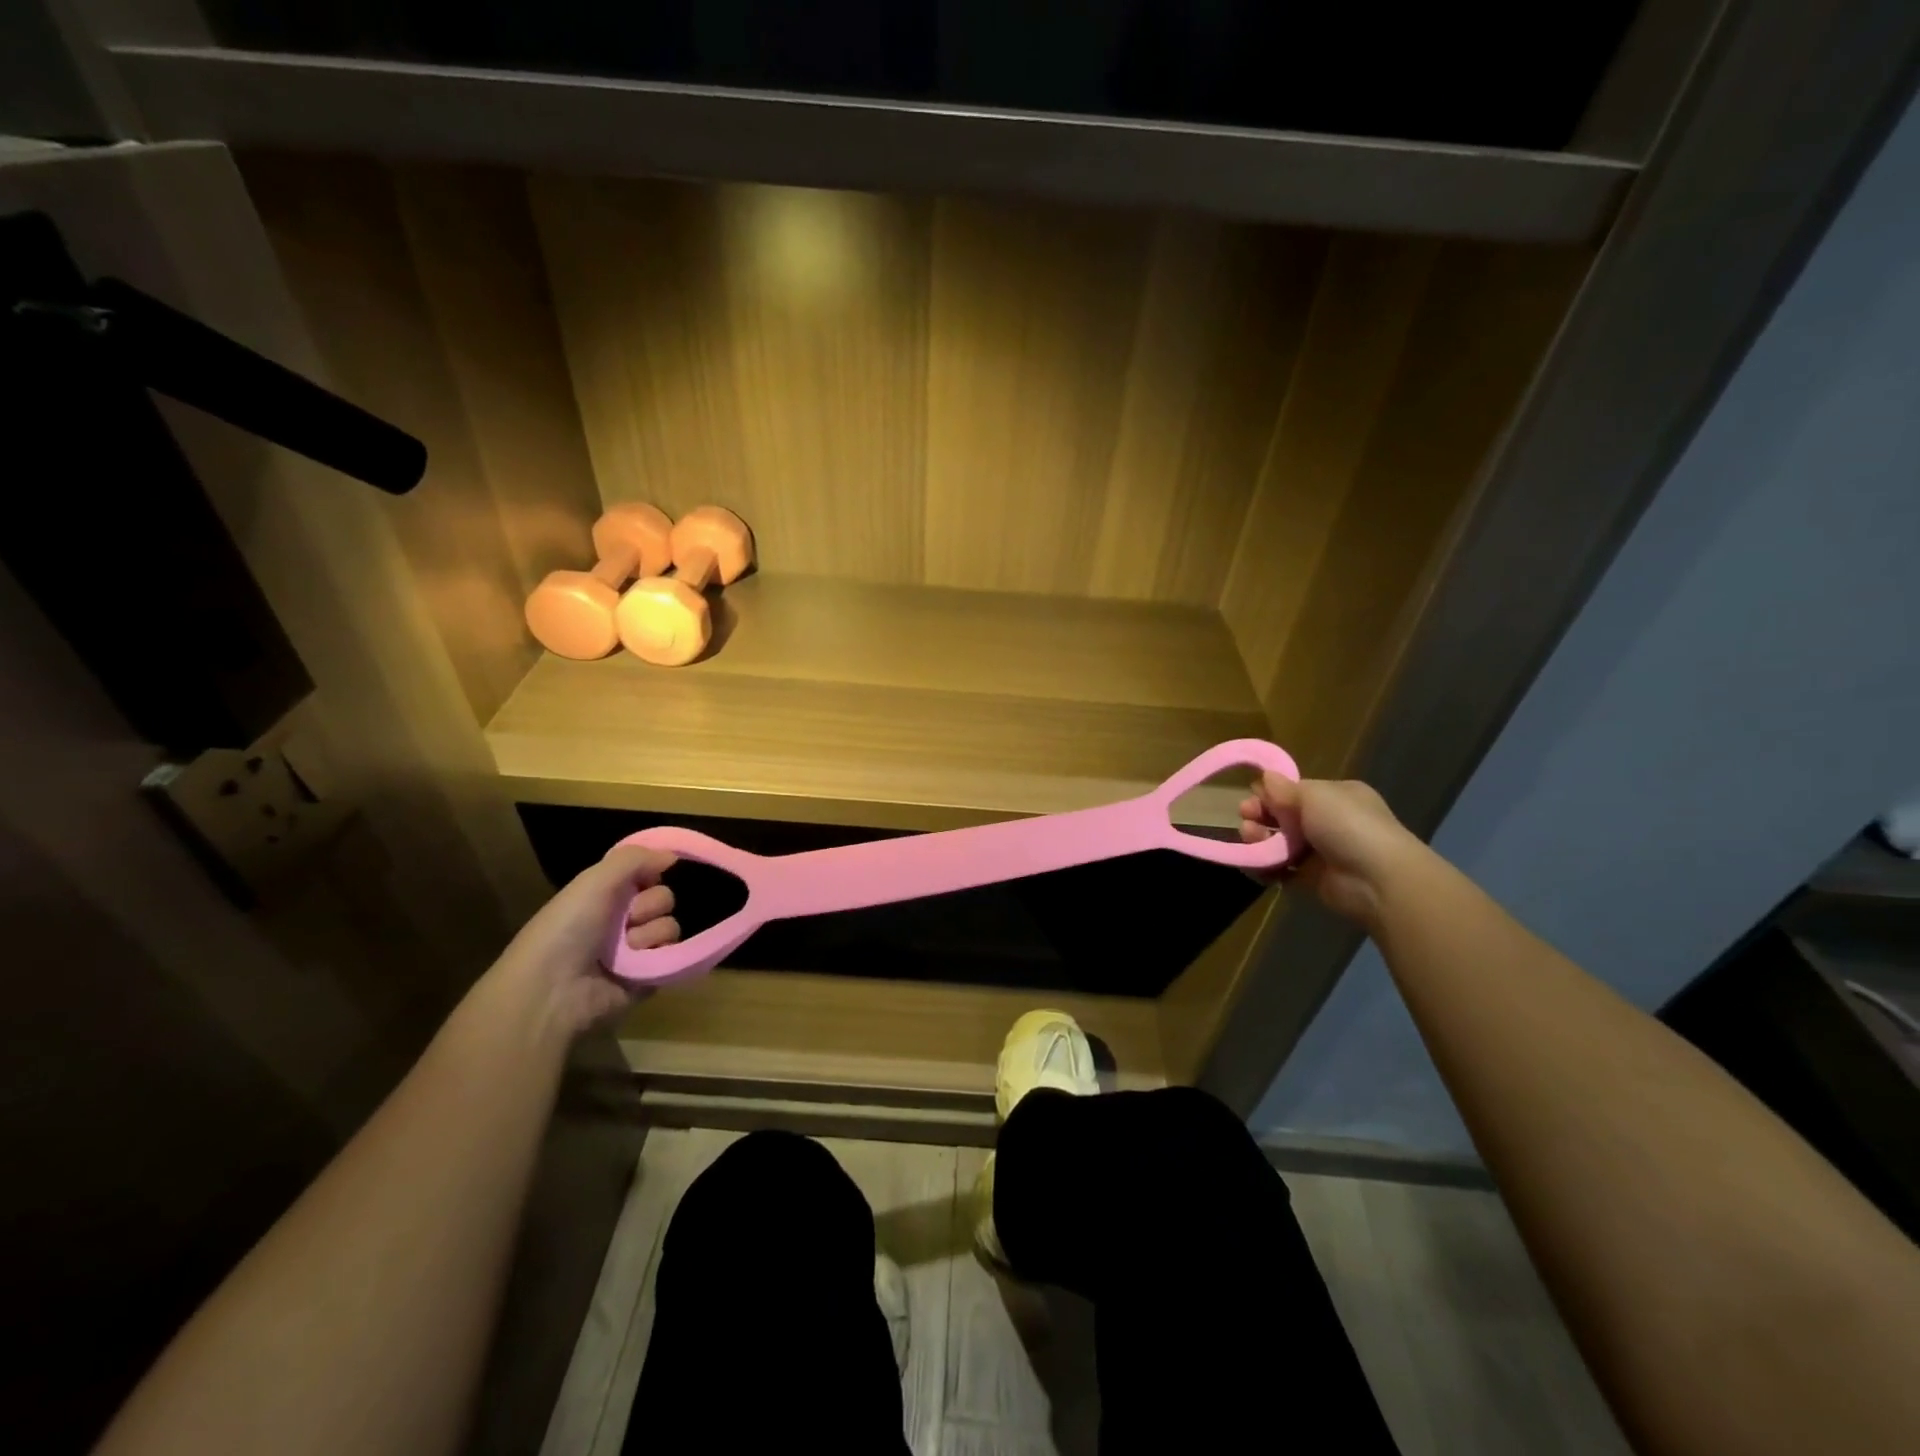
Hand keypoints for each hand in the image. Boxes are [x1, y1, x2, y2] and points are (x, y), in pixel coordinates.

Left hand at [495, 845, 680, 1036]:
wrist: (553, 990)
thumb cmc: (568, 928)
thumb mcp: (594, 881)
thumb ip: (634, 858)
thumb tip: (672, 855)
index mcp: (605, 896)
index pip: (646, 875)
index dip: (649, 873)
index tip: (644, 877)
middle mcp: (622, 920)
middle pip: (663, 897)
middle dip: (649, 905)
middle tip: (626, 918)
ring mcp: (636, 950)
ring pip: (669, 925)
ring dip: (649, 933)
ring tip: (625, 948)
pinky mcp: (649, 975)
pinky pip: (673, 954)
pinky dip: (658, 954)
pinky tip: (638, 963)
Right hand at [1239, 775, 1417, 928]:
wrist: (1377, 879)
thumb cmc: (1348, 825)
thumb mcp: (1315, 795)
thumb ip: (1285, 788)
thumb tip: (1264, 777)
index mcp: (1335, 796)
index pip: (1294, 791)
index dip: (1270, 794)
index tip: (1251, 798)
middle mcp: (1328, 822)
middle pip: (1282, 817)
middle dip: (1260, 817)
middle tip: (1246, 820)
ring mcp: (1320, 852)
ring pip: (1279, 843)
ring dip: (1259, 840)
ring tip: (1249, 840)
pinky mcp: (1312, 879)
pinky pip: (1281, 870)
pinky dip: (1265, 867)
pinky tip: (1253, 864)